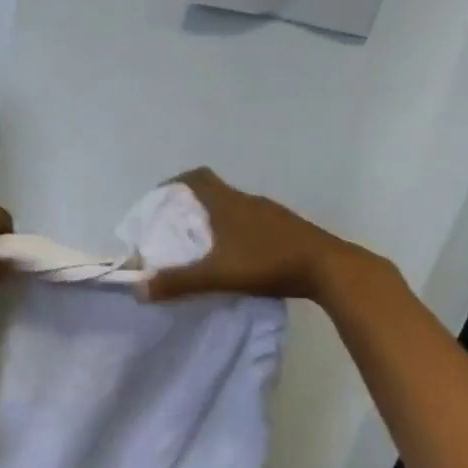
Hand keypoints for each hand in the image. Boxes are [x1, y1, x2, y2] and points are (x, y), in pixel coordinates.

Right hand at [140, 168, 353, 301]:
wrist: (329, 268)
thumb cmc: (268, 262)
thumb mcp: (217, 275)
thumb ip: (178, 282)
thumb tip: (138, 289)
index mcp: (228, 203)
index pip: (197, 177)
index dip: (175, 183)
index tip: (160, 199)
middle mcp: (249, 201)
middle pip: (214, 193)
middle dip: (192, 207)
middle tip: (176, 230)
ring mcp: (272, 214)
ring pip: (235, 210)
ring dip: (217, 221)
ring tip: (204, 247)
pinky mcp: (288, 230)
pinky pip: (254, 224)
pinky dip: (238, 234)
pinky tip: (238, 258)